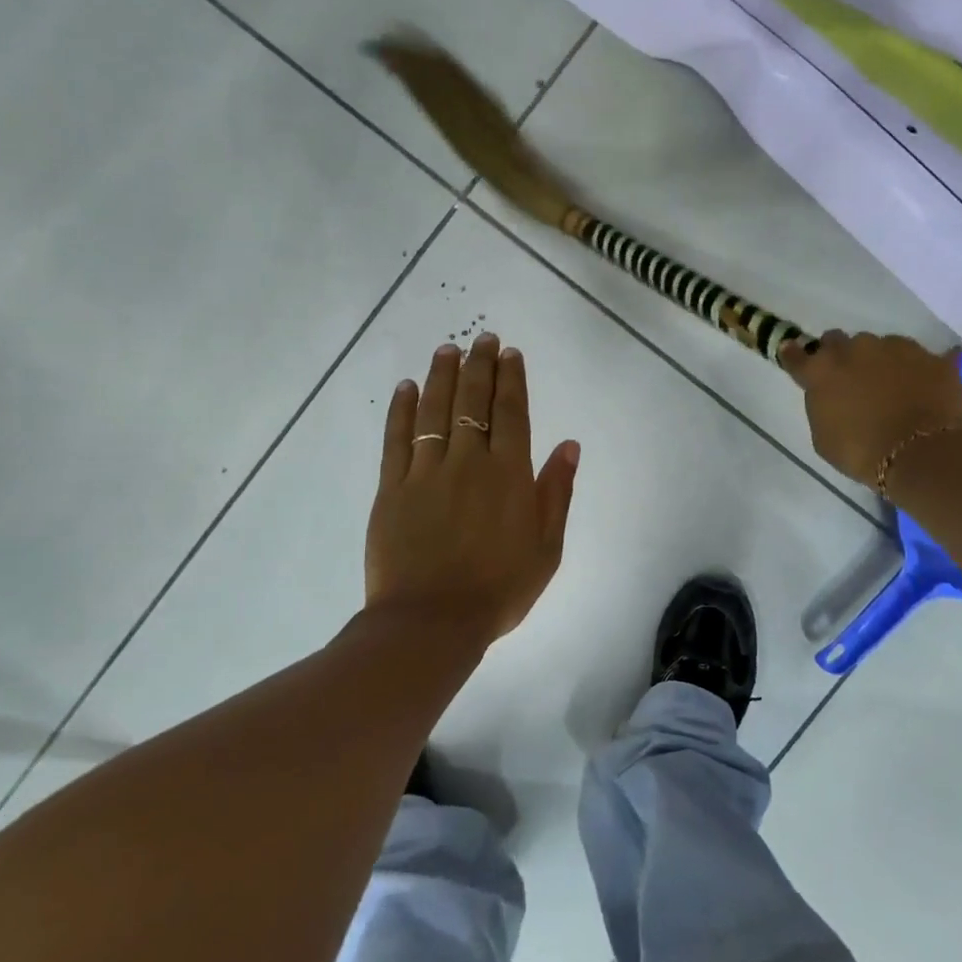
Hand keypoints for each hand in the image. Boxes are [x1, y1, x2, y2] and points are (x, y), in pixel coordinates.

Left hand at [366, 333, 580, 646]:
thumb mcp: (546, 547)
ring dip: (442, 376)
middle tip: (482, 339)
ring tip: (447, 349)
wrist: (432, 622)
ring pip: (435, 411)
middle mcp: (469, 462)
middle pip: (473, 401)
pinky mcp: (392, 488)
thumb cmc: (499, 589)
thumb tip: (569, 445)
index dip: (511, 379)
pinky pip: (398, 438)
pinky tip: (407, 387)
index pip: (512, 413)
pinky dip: (402, 409)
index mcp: (509, 475)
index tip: (509, 354)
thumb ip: (556, 492)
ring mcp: (426, 472)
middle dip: (479, 365)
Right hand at [781, 333, 961, 488]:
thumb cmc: (862, 453)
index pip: (797, 355)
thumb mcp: (823, 438)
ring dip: (879, 362)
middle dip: (840, 356)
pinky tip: (922, 387)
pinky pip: (919, 358)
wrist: (922, 454)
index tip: (793, 354)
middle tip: (850, 380)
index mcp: (821, 371)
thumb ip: (821, 406)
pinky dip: (916, 370)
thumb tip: (829, 394)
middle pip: (838, 341)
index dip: (794, 356)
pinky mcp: (930, 356)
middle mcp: (855, 349)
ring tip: (892, 389)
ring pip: (880, 346)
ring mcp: (896, 347)